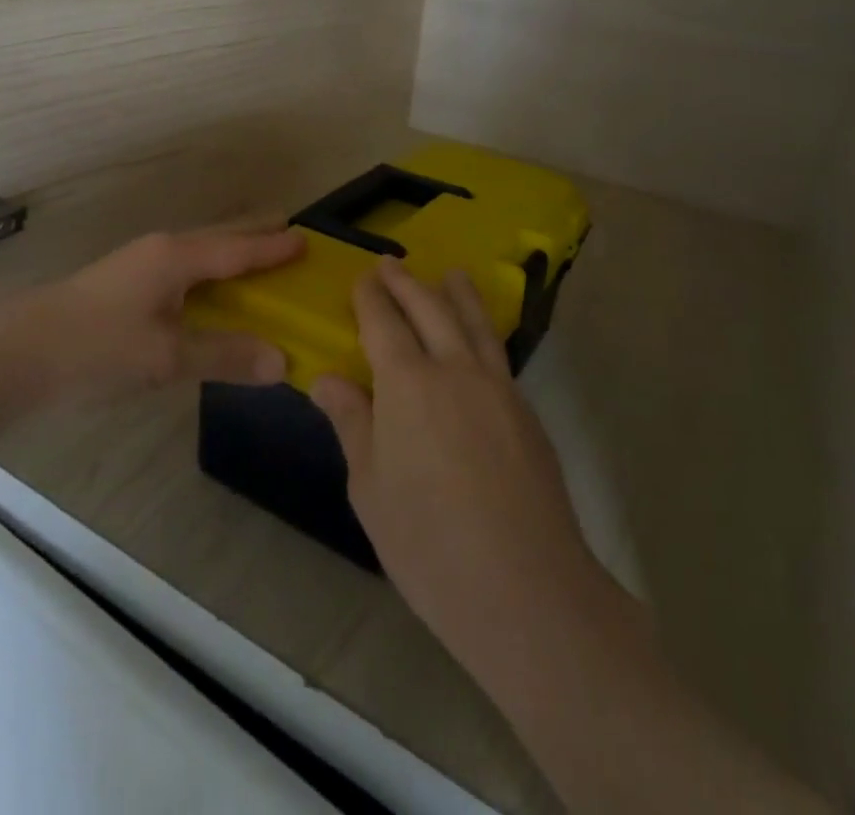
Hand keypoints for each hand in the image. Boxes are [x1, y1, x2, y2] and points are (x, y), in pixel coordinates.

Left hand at [14, 226, 304, 403]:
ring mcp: (140, 264)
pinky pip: (184, 268)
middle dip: (254, 235)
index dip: (273, 247)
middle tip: (288, 231)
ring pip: (199, 251)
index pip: (239, 248)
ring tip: (257, 258)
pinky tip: (209, 291)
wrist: (18, 353)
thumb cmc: (97, 347)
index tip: (306, 238)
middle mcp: (162, 250)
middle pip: (220, 237)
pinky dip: (210, 272)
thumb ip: (224, 356)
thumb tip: (282, 362)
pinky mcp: (126, 284)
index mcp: (177, 257)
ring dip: (231, 252)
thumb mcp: (166, 358)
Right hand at [311, 259, 607, 664]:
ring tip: (450, 273)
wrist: (526, 590)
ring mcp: (498, 388)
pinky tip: (478, 339)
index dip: (371, 297)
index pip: (384, 322)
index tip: (363, 277)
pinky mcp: (527, 413)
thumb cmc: (429, 544)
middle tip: (391, 263)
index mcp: (409, 384)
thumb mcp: (370, 487)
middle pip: (430, 308)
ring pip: (474, 323)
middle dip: (407, 283)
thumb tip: (328, 379)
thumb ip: (352, 423)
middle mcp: (455, 369)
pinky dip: (481, 330)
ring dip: (457, 293)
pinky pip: (497, 353)